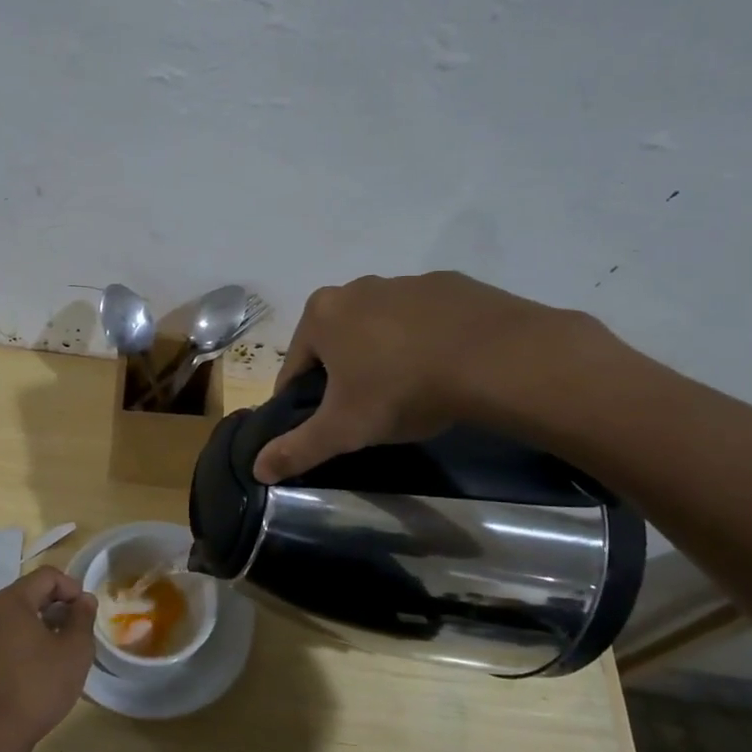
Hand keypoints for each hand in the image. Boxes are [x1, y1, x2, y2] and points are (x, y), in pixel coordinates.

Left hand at [0, 567, 96, 751]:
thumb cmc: (37, 686)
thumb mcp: (74, 650)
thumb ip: (83, 618)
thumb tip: (84, 600)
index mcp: (12, 601)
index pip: (48, 575)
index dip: (72, 587)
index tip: (87, 613)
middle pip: (32, 592)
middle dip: (60, 606)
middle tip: (80, 630)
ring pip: (22, 615)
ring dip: (47, 624)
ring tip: (66, 649)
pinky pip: (10, 634)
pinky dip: (30, 640)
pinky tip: (45, 666)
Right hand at [253, 271, 615, 482]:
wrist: (494, 357)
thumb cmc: (401, 389)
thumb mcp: (343, 429)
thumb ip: (297, 449)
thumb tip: (257, 469)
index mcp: (321, 315)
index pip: (296, 366)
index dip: (303, 400)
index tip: (324, 425)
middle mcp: (356, 288)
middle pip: (337, 341)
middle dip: (346, 374)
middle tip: (370, 411)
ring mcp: (405, 282)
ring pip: (380, 327)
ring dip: (385, 355)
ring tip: (411, 391)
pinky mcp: (450, 284)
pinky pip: (424, 319)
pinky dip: (425, 340)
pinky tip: (444, 368)